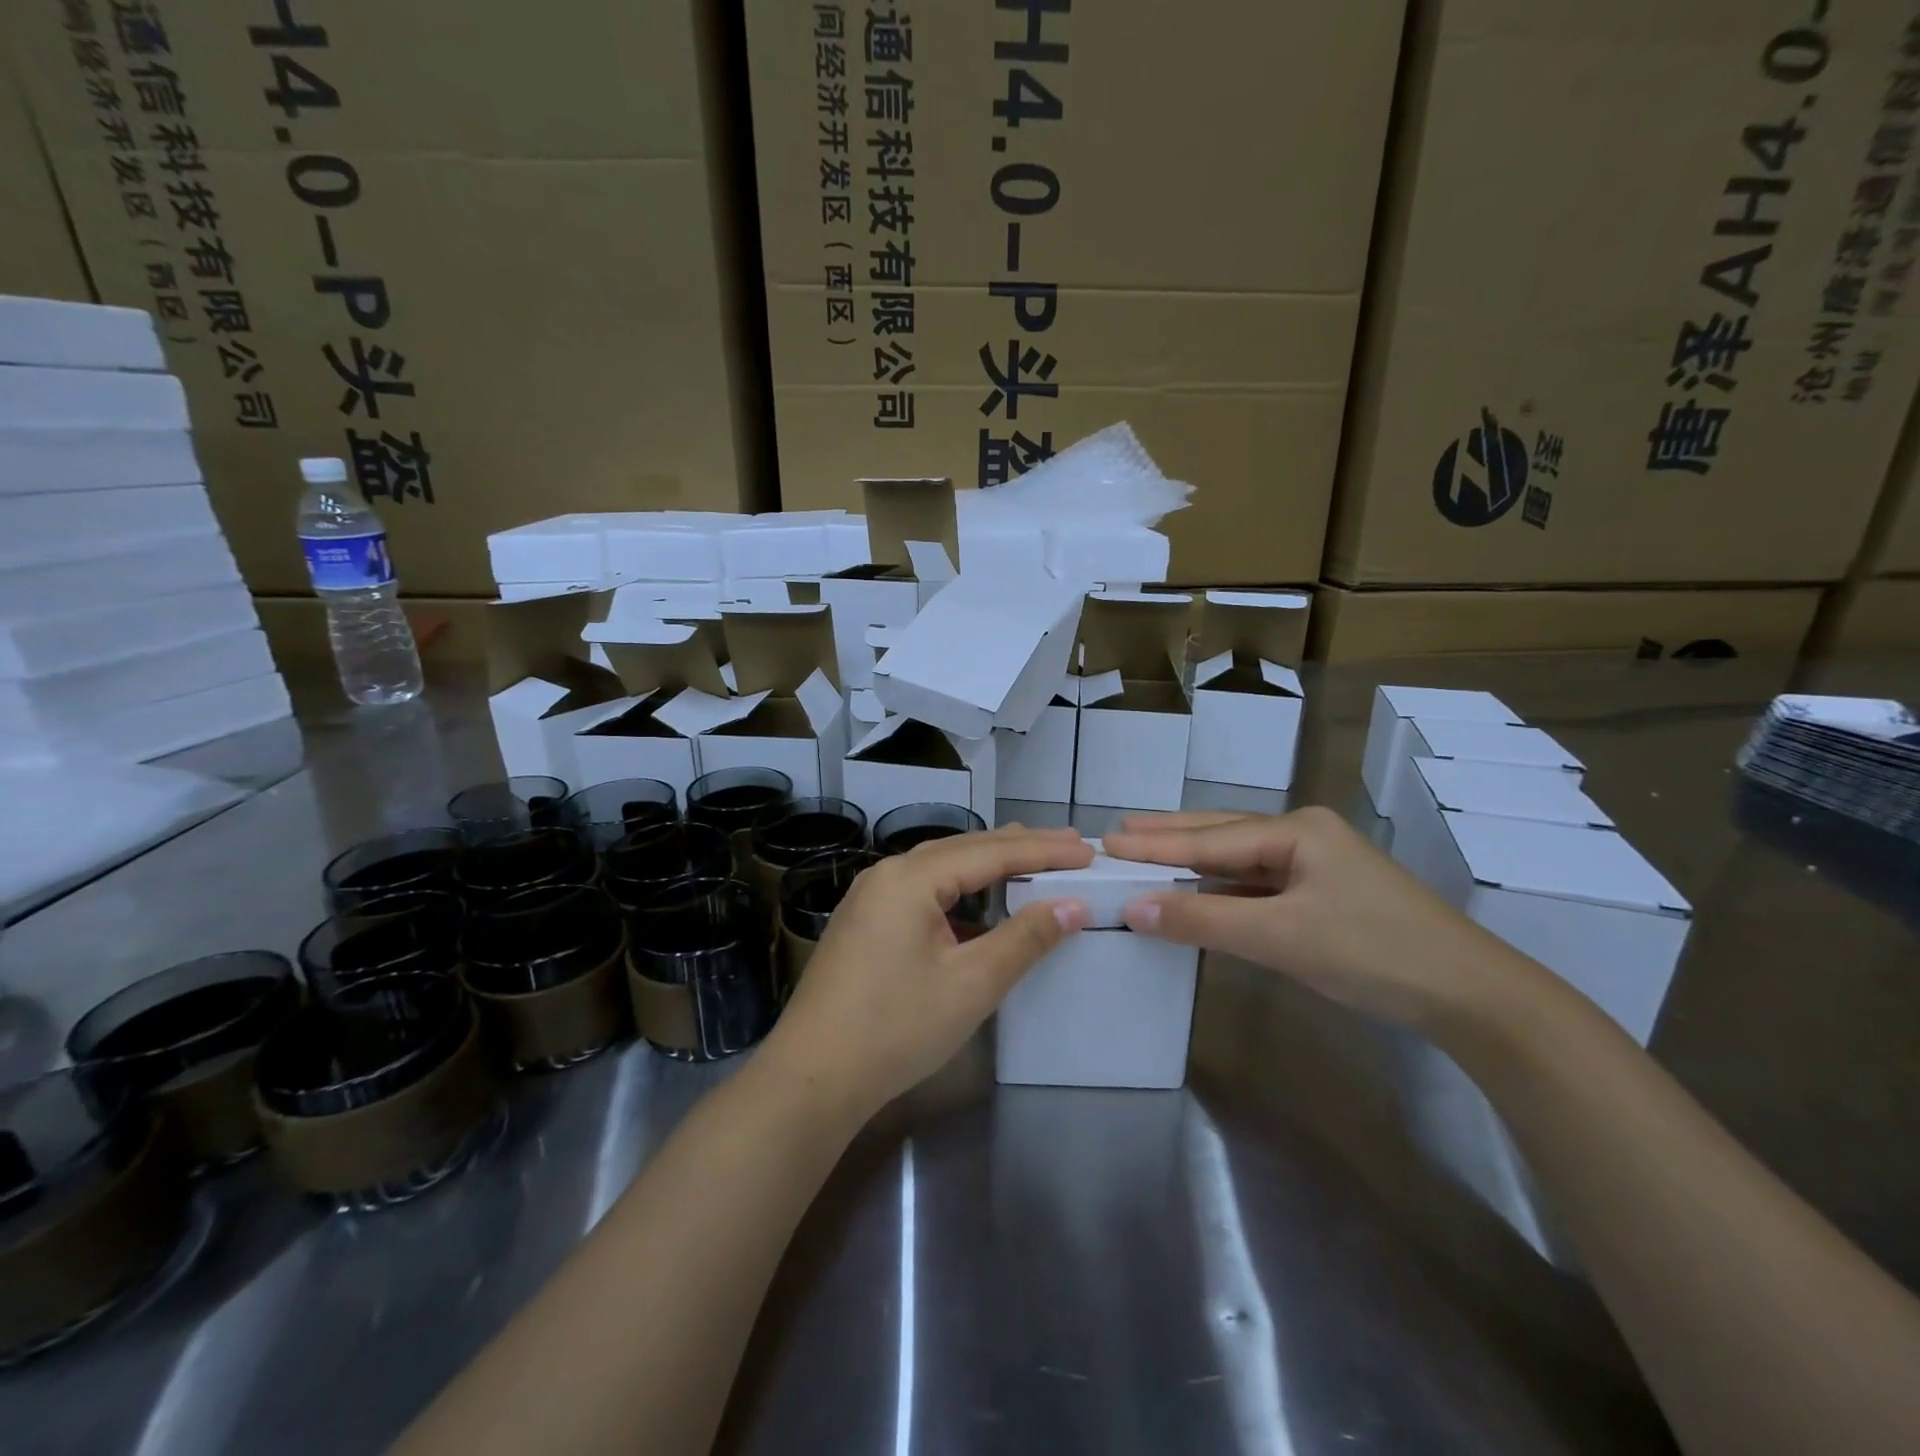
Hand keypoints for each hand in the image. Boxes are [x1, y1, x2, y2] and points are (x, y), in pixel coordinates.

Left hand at [762, 826, 1093, 1117]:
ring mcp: (870, 898)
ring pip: (941, 867)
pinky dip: (961, 890)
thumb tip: (1073, 906)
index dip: (1042, 851)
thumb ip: (1025, 939)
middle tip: (1068, 845)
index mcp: (910, 878)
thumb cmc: (896, 1028)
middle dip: (1018, 847)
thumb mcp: (971, 984)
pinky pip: (923, 890)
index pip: (989, 852)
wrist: (812, 1078)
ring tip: (1031, 858)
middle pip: (963, 849)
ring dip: (988, 864)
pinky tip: (979, 903)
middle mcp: (887, 875)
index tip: (1086, 851)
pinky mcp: (865, 923)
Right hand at [1103, 807, 1540, 1030]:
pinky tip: (1202, 889)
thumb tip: (1132, 907)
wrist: (1472, 995)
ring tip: (1148, 851)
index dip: (1154, 844)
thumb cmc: (1372, 952)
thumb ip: (1203, 918)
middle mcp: (1304, 835)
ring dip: (1195, 860)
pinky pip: (1260, 883)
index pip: (1209, 838)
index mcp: (1296, 830)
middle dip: (1170, 835)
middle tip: (1119, 831)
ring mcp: (1318, 864)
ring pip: (1240, 858)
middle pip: (1222, 834)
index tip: (1105, 842)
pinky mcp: (1326, 894)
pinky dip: (1224, 887)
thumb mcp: (1280, 936)